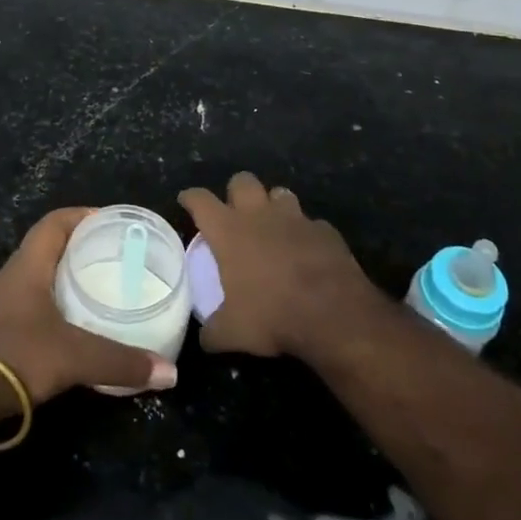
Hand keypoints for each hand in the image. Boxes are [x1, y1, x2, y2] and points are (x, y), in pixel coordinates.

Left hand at [0, 208, 177, 417]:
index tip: (115, 223)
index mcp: (29, 264)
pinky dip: (63, 305)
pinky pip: (39, 303)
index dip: (84, 215)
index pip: (56, 221)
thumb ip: (121, 362)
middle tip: (120, 257)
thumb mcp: (73, 356)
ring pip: (45, 276)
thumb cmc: (15, 355)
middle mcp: (16, 275)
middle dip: (85, 246)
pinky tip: (83, 325)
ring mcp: (7, 303)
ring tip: (108, 287)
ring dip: (72, 277)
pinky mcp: (4, 330)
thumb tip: (169, 372)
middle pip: (52, 246)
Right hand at [179, 171, 381, 360]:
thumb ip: (212, 331)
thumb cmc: (273, 315)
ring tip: (272, 226)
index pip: (200, 200)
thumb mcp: (232, 332)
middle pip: (241, 181)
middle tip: (234, 213)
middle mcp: (259, 214)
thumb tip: (204, 338)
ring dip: (272, 205)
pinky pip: (311, 223)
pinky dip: (305, 233)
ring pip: (279, 193)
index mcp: (228, 230)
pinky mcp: (325, 230)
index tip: (186, 201)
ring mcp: (295, 218)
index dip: (190, 198)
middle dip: (235, 192)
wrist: (334, 315)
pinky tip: (306, 251)